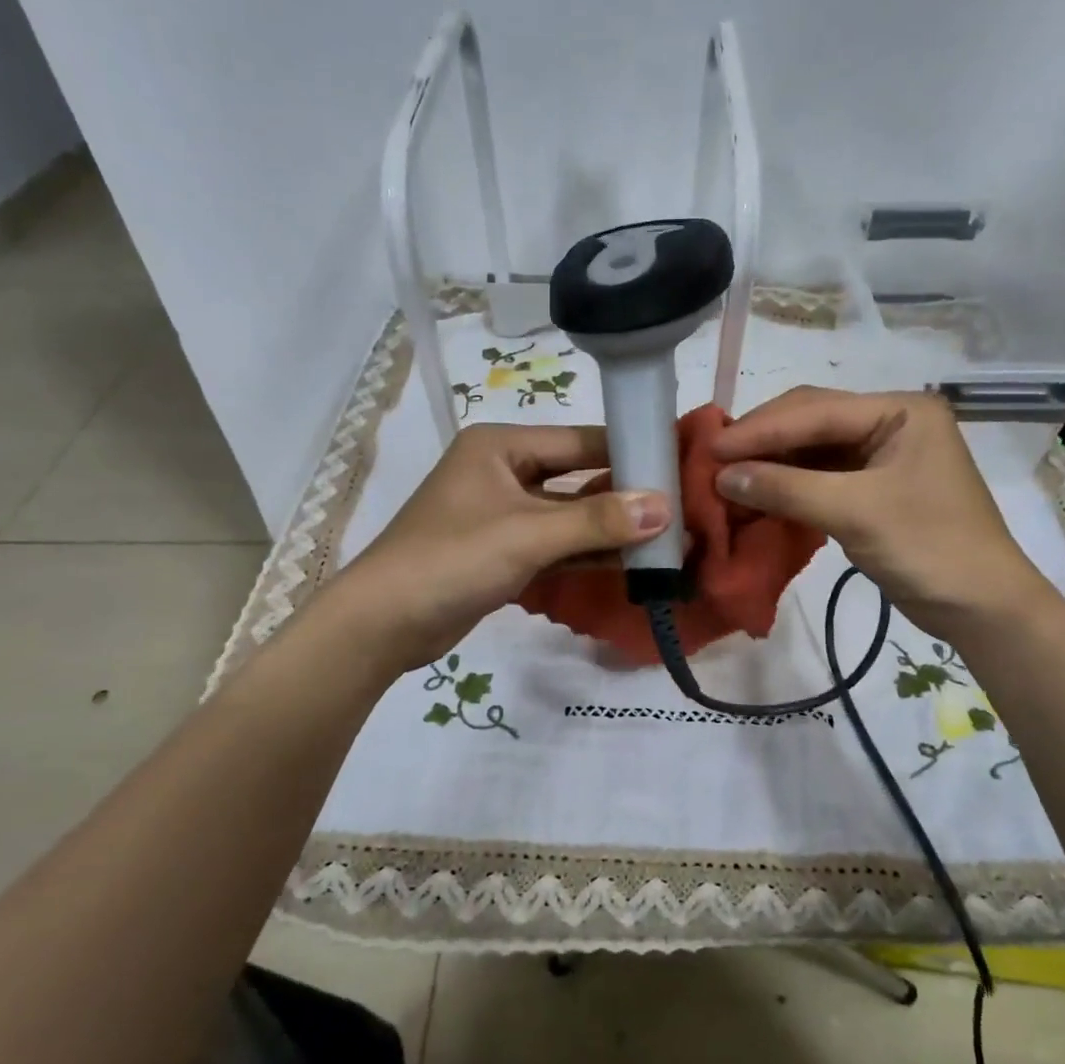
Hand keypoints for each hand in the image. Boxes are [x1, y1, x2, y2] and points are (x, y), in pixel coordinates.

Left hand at [330, 423, 667, 671]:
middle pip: (577, 477)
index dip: (629, 452)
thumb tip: (665, 508)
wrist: (384, 623)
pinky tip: (630, 563)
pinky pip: (556, 544)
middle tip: (680, 509)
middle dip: (624, 496)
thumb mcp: (528, 534)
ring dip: (609, 529)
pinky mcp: (503, 551)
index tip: (678, 467)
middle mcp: (503, 471)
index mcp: (501, 446)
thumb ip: (597, 520)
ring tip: (666, 539)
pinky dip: (587, 553)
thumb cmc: (452, 559)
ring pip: (569, 515)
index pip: (580, 440)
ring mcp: (503, 514)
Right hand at [709, 387, 1048, 631]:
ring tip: (724, 478)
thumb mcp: (857, 513)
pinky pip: (817, 477)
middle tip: (711, 460)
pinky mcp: (870, 487)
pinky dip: (785, 487)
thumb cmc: (930, 548)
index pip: (816, 410)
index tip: (711, 448)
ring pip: (810, 450)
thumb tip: (722, 476)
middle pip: (810, 421)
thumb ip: (788, 488)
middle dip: (761, 441)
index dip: (760, 429)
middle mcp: (889, 423)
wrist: (981, 607)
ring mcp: (879, 455)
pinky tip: (754, 495)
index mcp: (900, 410)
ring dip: (769, 465)